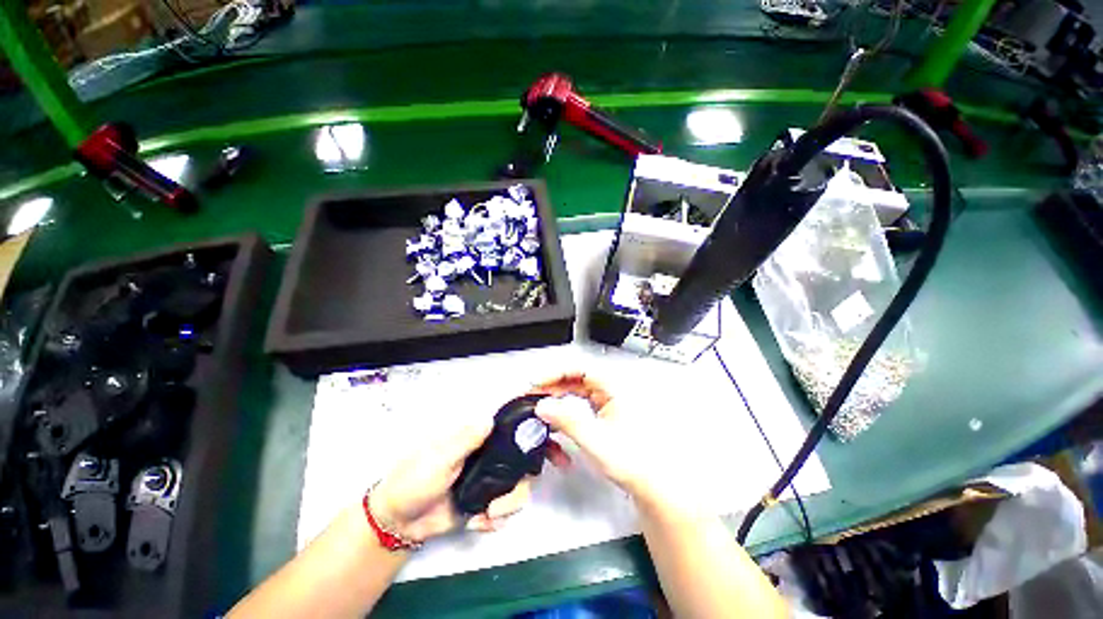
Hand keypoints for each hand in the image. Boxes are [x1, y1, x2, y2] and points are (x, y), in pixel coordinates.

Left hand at [370, 419, 532, 543]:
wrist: (399, 521)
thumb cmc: (415, 478)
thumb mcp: (438, 458)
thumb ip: (465, 440)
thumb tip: (490, 419)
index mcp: (479, 437)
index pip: (511, 427)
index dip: (531, 430)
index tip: (548, 442)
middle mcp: (491, 455)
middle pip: (524, 460)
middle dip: (524, 480)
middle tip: (508, 498)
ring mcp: (490, 480)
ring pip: (519, 487)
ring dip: (509, 505)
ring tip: (489, 515)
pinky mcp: (486, 502)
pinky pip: (505, 510)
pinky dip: (498, 519)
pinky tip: (481, 523)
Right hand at [530, 373, 659, 500]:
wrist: (650, 485)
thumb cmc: (633, 462)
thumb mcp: (595, 441)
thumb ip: (568, 421)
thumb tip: (543, 406)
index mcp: (614, 389)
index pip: (580, 369)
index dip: (556, 372)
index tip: (538, 382)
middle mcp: (611, 392)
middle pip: (576, 379)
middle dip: (552, 386)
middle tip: (533, 395)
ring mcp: (607, 403)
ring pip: (576, 392)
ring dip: (557, 398)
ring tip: (541, 407)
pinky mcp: (603, 414)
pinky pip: (579, 404)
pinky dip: (565, 410)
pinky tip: (556, 420)